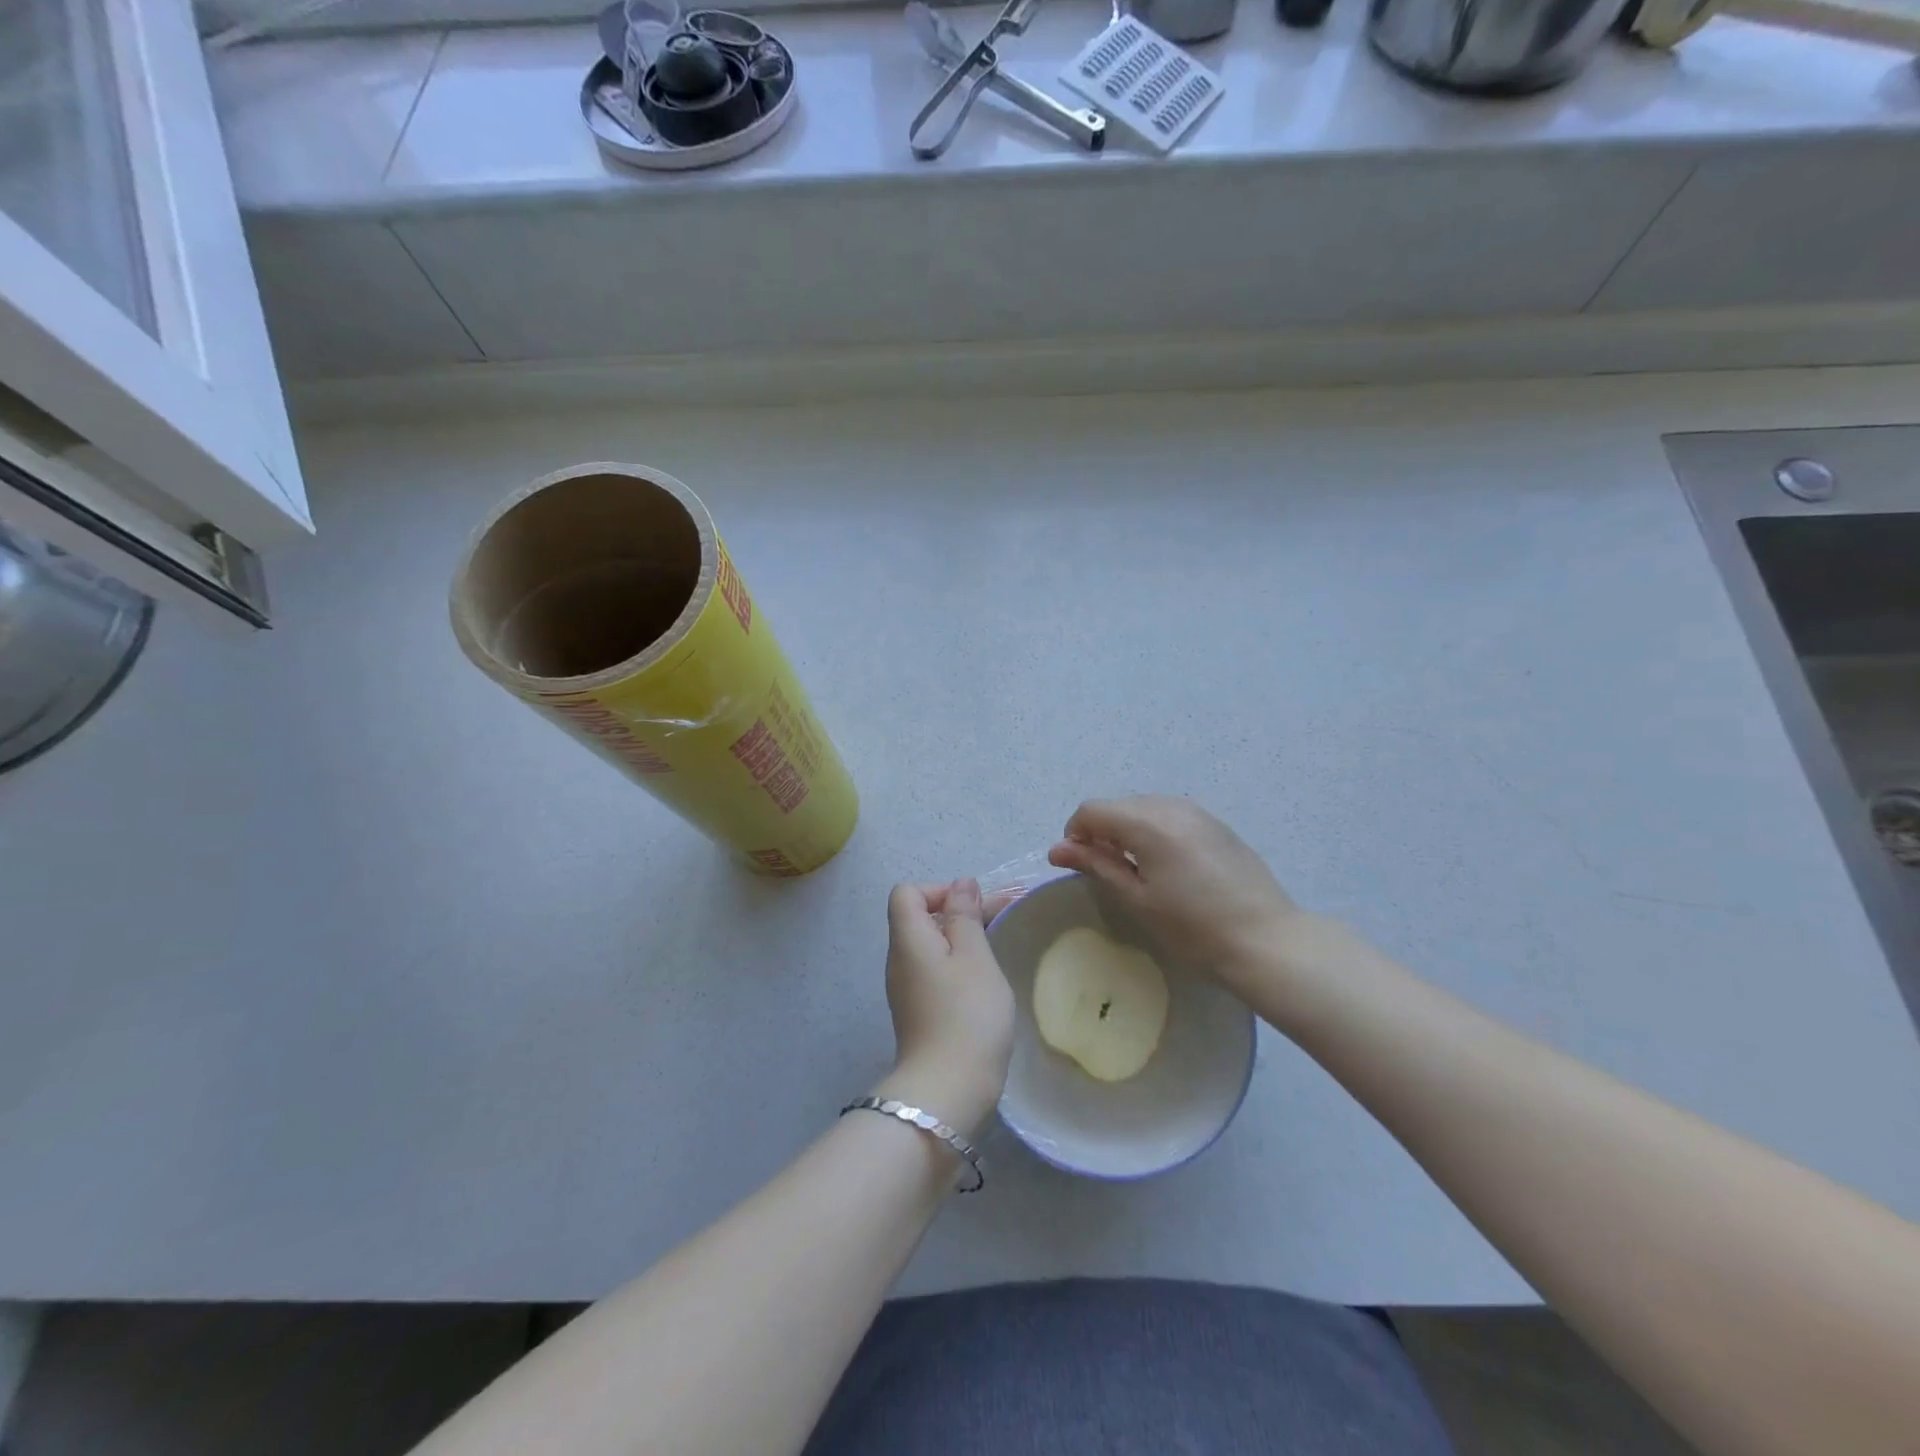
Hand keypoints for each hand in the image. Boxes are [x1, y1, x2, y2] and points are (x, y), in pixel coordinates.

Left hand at [876, 879, 1014, 1136]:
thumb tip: (961, 885)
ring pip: (932, 946)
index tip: (974, 907)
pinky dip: (959, 964)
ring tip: (1002, 943)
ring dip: (964, 938)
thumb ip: (966, 916)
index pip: (908, 893)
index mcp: (908, 939)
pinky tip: (987, 978)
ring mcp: (907, 989)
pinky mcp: (919, 1012)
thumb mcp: (974, 956)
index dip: (940, 890)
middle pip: (921, 918)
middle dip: (962, 911)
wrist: (948, 1091)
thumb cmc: (967, 1014)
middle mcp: (900, 960)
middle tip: (1006, 916)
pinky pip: (935, 971)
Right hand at [1048, 796, 1302, 990]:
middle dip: (1101, 831)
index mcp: (1147, 822)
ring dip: (1128, 830)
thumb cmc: (1193, 928)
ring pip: (1144, 808)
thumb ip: (1096, 865)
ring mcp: (1198, 812)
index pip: (1092, 810)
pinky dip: (1154, 831)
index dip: (1075, 834)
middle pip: (1118, 805)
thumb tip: (1057, 848)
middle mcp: (1171, 805)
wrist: (1266, 941)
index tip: (1077, 864)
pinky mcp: (1216, 824)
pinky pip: (1170, 816)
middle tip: (1105, 871)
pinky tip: (1167, 866)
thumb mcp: (1137, 899)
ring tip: (1136, 870)